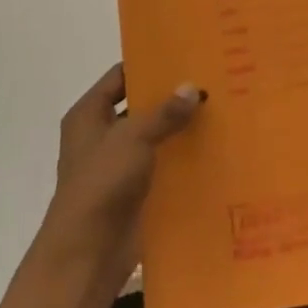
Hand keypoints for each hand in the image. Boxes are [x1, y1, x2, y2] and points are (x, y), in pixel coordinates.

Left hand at [36, 64, 204, 300]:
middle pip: (140, 106)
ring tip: (220, 109)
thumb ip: (164, 112)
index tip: (183, 53)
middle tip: (210, 79)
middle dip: (171, 97)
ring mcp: (118, 165)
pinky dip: (182, 159)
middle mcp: (101, 135)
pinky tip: (214, 148)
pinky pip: (162, 166)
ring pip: (154, 137)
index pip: (120, 77)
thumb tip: (193, 87)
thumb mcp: (133, 138)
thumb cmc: (101, 183)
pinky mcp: (135, 191)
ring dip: (180, 129)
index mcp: (89, 114)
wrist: (88, 253)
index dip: (148, 64)